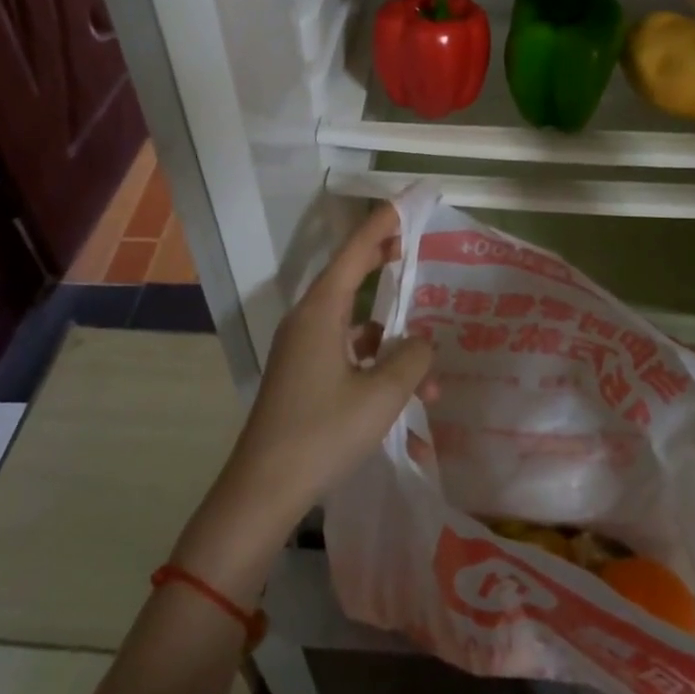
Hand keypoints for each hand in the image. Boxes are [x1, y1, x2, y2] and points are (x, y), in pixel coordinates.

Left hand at [173, 206, 432, 597]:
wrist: (263, 490)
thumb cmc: (322, 432)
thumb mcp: (381, 396)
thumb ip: (412, 360)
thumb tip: (424, 340)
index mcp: (322, 311)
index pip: (355, 251)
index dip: (382, 224)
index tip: (405, 202)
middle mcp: (309, 320)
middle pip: (351, 277)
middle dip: (384, 262)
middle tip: (414, 246)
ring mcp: (303, 349)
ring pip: (355, 325)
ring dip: (392, 339)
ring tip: (431, 371)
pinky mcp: (304, 375)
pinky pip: (346, 353)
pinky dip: (376, 364)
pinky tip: (405, 396)